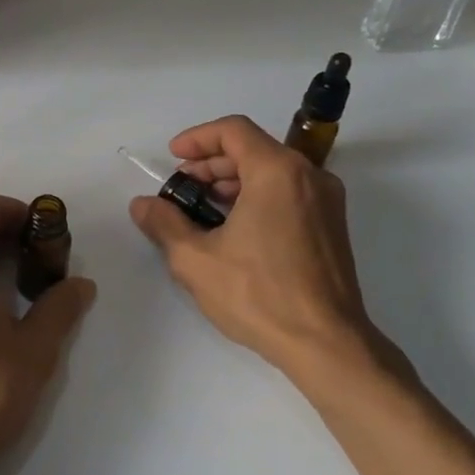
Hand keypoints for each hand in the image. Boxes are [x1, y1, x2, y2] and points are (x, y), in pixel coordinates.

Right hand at [129, 116, 399, 385]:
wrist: (326, 344)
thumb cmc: (258, 295)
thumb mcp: (196, 259)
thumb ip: (164, 223)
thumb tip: (142, 205)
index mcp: (278, 171)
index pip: (234, 130)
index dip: (198, 138)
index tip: (173, 158)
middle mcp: (309, 176)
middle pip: (254, 149)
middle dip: (212, 164)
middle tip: (181, 188)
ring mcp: (326, 202)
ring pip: (272, 172)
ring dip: (233, 182)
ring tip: (201, 210)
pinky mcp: (332, 227)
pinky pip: (288, 194)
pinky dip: (257, 197)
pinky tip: (232, 229)